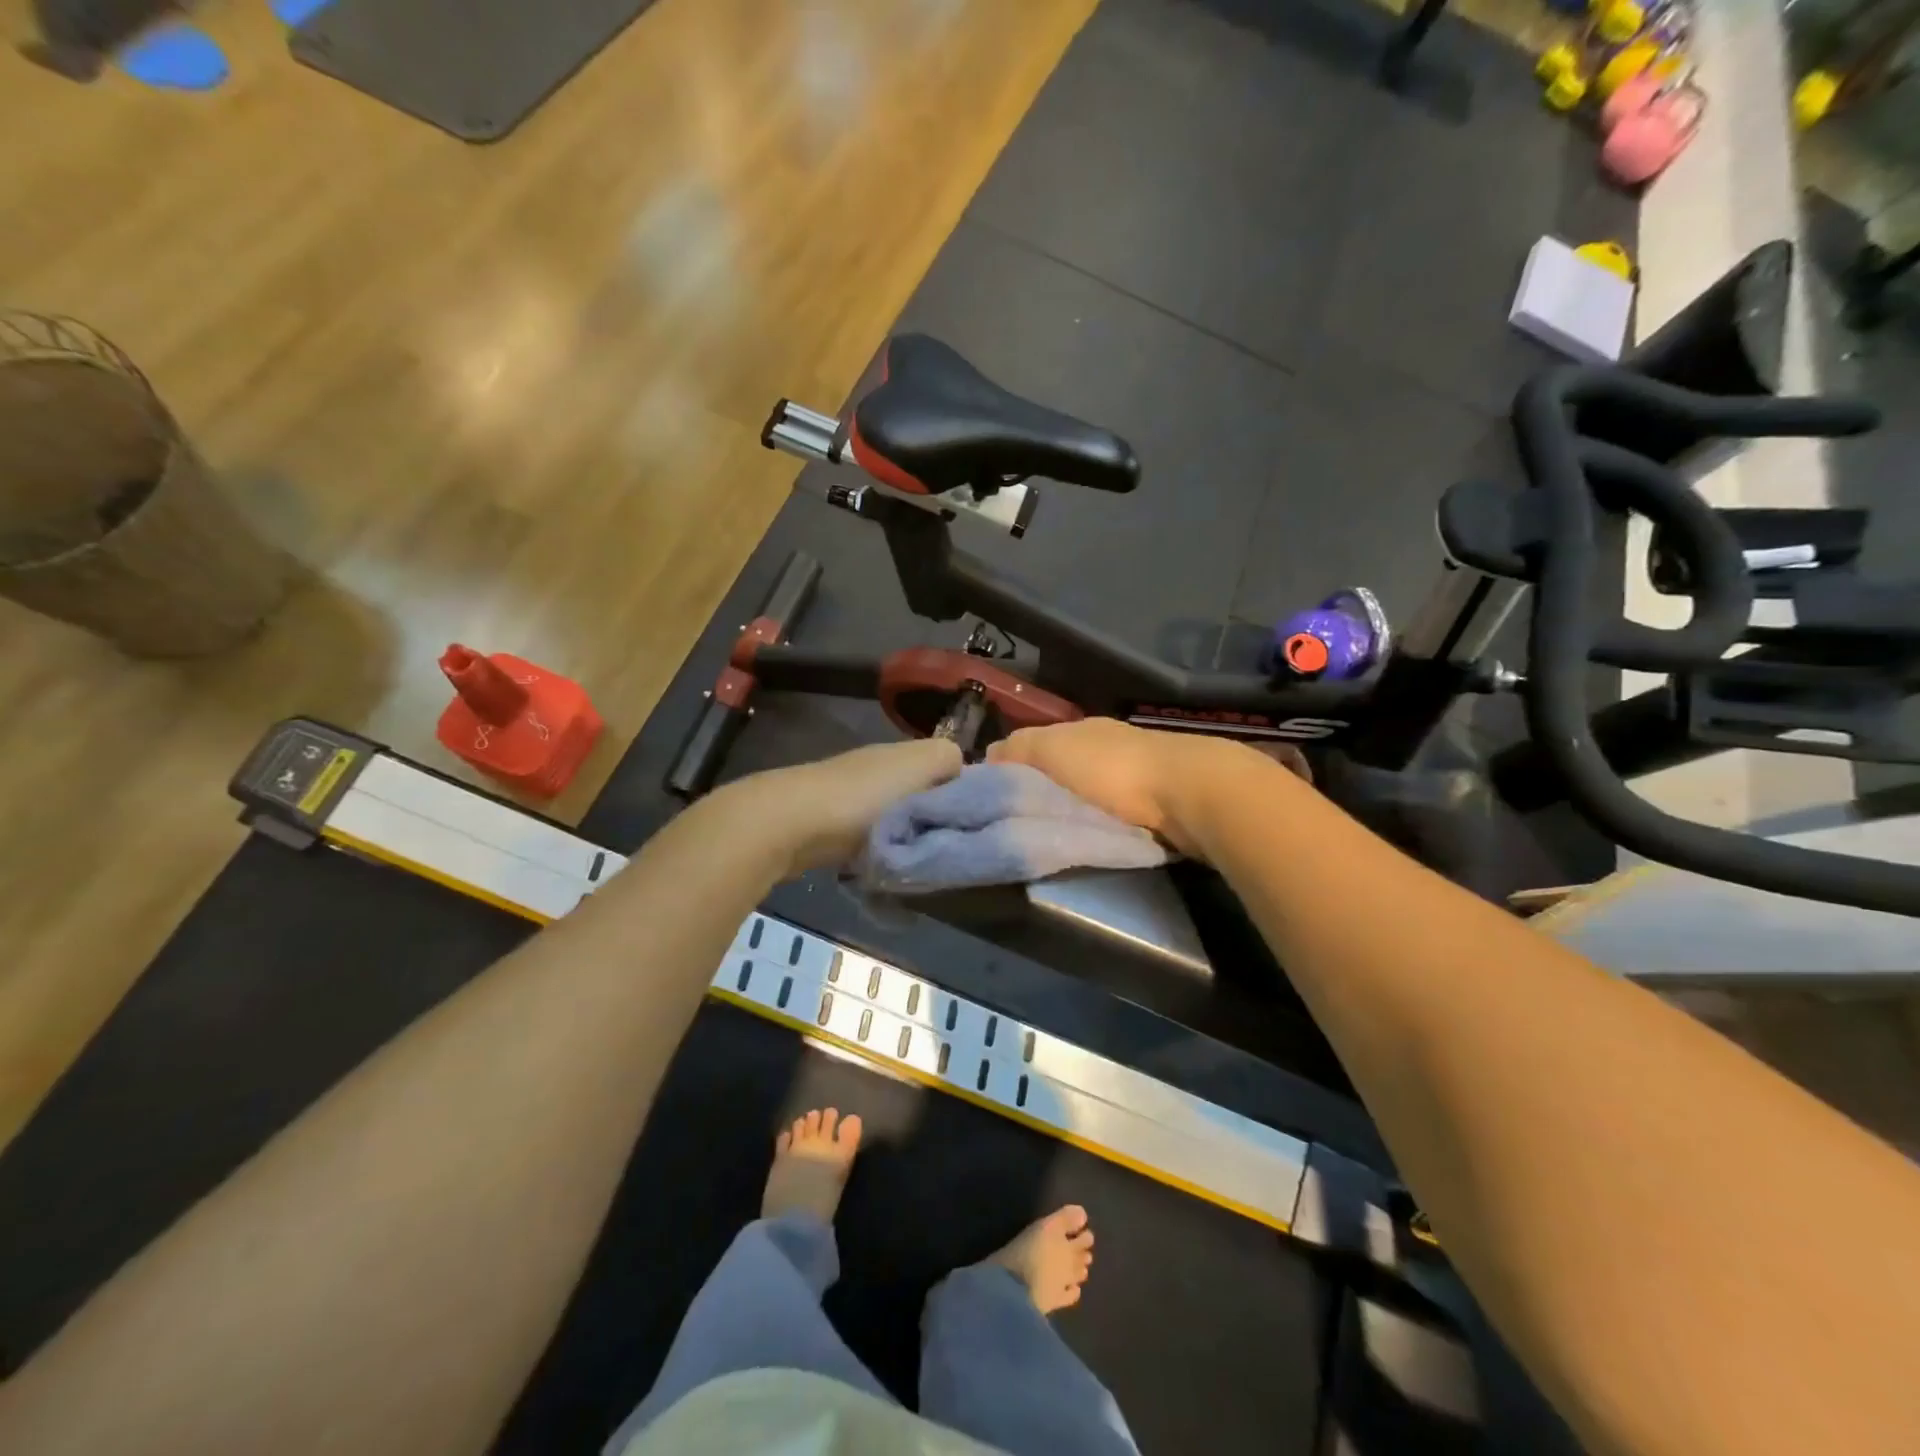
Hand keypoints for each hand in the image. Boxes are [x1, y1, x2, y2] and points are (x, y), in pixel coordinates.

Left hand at [728, 738, 964, 876]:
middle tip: (951, 850)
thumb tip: (963, 773)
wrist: (790, 824)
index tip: (978, 824)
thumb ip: (948, 760)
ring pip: (898, 820)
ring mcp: (852, 798)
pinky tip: (888, 869)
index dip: (966, 792)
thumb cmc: (863, 797)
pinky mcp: (831, 827)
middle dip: (938, 822)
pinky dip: (882, 853)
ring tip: (922, 864)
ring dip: (910, 840)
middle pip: (923, 795)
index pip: (948, 767)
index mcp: (902, 753)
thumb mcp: (919, 766)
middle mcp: (878, 769)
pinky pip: (872, 840)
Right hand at [988, 719, 1233, 854]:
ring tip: (1053, 837)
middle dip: (1043, 792)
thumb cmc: (1112, 768)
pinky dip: (1102, 823)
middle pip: (1062, 769)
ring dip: (1073, 809)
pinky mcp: (1158, 803)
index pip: (1034, 745)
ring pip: (1089, 792)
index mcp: (1080, 729)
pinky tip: (1093, 837)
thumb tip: (989, 757)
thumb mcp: (1051, 750)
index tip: (994, 800)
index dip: (1012, 769)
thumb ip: (1018, 749)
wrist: (1190, 793)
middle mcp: (1107, 745)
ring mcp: (1135, 773)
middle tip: (1020, 825)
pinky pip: (1115, 812)